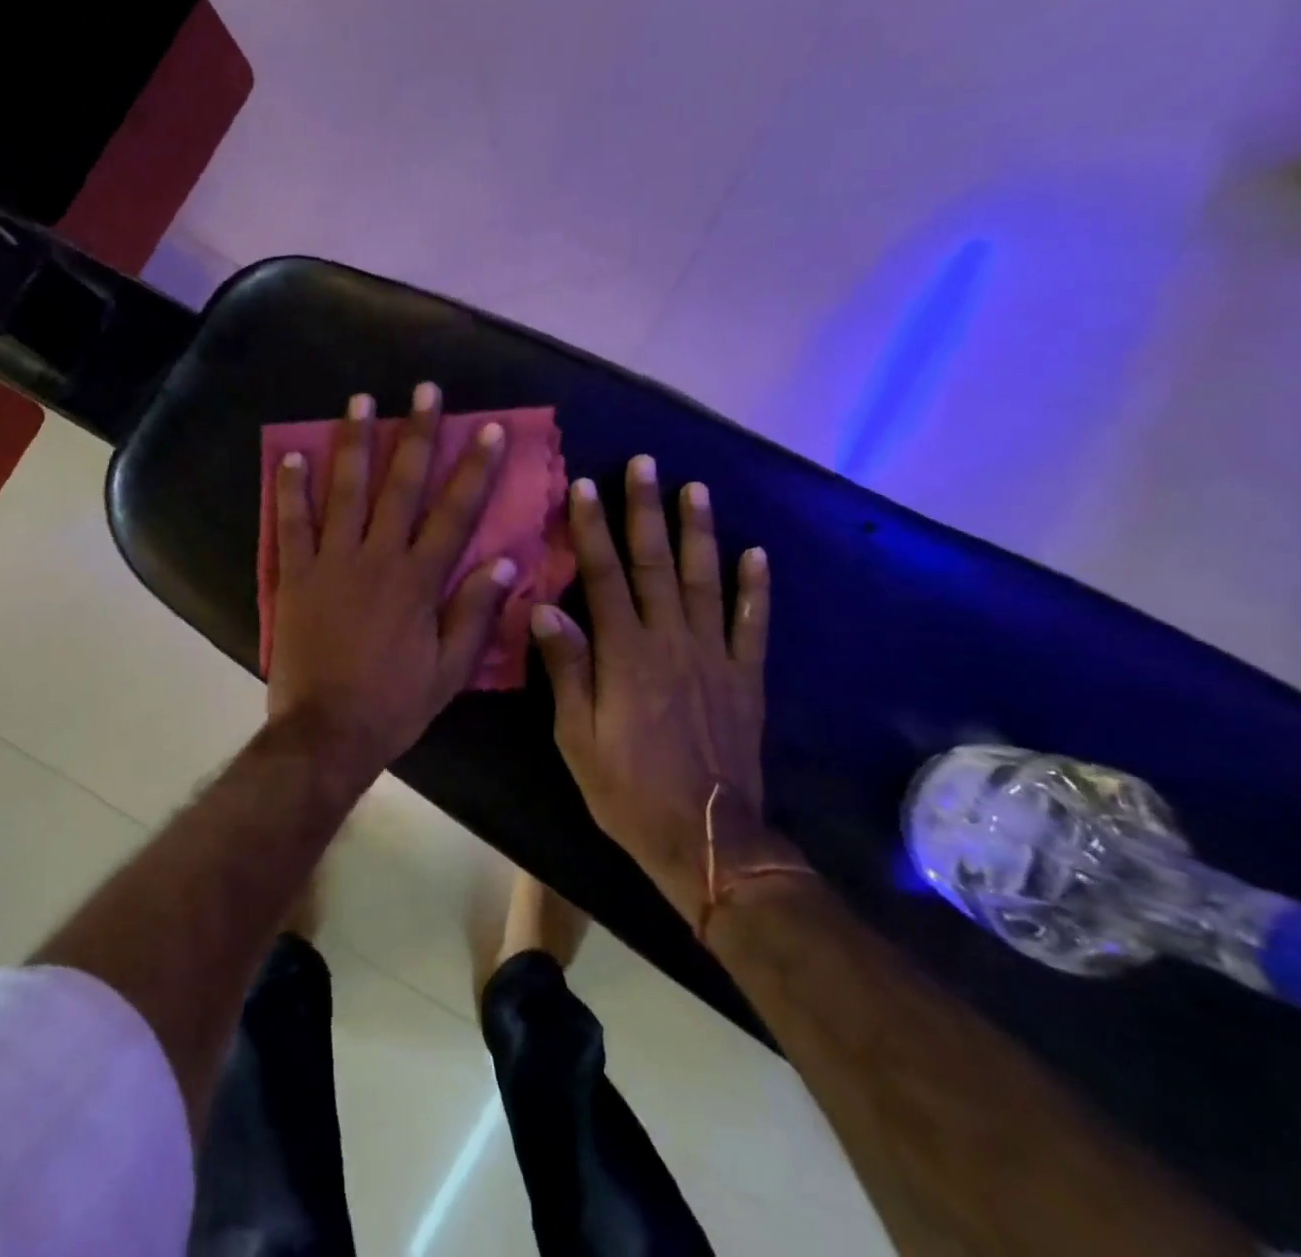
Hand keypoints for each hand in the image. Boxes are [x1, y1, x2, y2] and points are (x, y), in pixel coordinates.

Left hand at [268, 384, 516, 775]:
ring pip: (346, 490)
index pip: (456, 513)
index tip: (489, 429)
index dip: (476, 469)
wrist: (326, 731)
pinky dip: (291, 489)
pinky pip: (292, 524)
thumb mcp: (450, 670)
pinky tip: (292, 455)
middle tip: (425, 390)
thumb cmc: (394, 703)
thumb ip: (475, 614)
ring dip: (354, 443)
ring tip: (360, 401)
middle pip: (402, 485)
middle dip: (417, 434)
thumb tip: (504, 564)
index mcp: (419, 580)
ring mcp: (332, 562)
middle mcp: (377, 557)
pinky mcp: (296, 575)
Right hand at [533, 459, 807, 929]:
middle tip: (646, 463)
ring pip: (706, 580)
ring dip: (700, 531)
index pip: (604, 576)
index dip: (592, 529)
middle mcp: (671, 641)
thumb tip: (544, 607)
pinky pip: (753, 624)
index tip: (586, 486)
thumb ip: (566, 668)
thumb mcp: (577, 736)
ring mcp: (715, 656)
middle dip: (646, 510)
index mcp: (625, 653)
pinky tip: (756, 553)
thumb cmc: (626, 788)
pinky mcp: (746, 677)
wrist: (705, 838)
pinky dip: (756, 587)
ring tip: (695, 488)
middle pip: (656, 564)